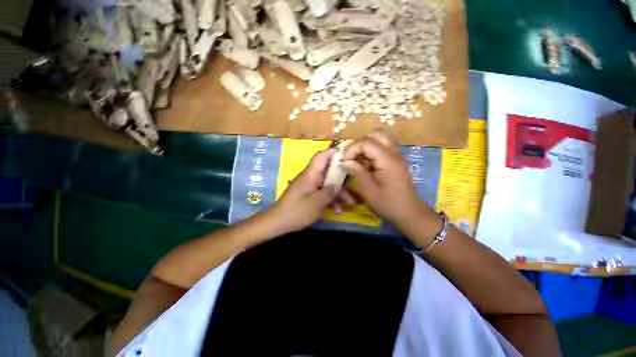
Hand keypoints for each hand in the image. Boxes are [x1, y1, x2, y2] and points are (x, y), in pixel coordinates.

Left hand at [268, 149, 354, 233]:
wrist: (277, 223)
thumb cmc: (296, 212)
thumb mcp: (316, 203)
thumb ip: (329, 192)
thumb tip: (338, 184)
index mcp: (310, 175)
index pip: (321, 156)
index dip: (333, 153)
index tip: (347, 155)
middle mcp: (310, 178)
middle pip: (328, 172)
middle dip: (342, 179)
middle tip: (355, 184)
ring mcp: (309, 186)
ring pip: (327, 184)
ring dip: (338, 193)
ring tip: (350, 204)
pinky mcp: (308, 195)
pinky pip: (322, 193)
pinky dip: (330, 199)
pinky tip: (337, 211)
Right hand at [341, 129, 432, 225]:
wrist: (409, 212)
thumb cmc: (388, 203)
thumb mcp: (368, 190)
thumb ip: (356, 172)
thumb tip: (344, 161)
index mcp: (387, 159)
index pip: (366, 142)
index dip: (352, 149)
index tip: (345, 162)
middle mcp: (394, 152)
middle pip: (376, 134)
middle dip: (360, 143)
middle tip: (353, 157)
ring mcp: (397, 155)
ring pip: (380, 138)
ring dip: (366, 146)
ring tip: (359, 160)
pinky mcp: (396, 160)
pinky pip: (383, 147)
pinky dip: (372, 151)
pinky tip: (367, 165)